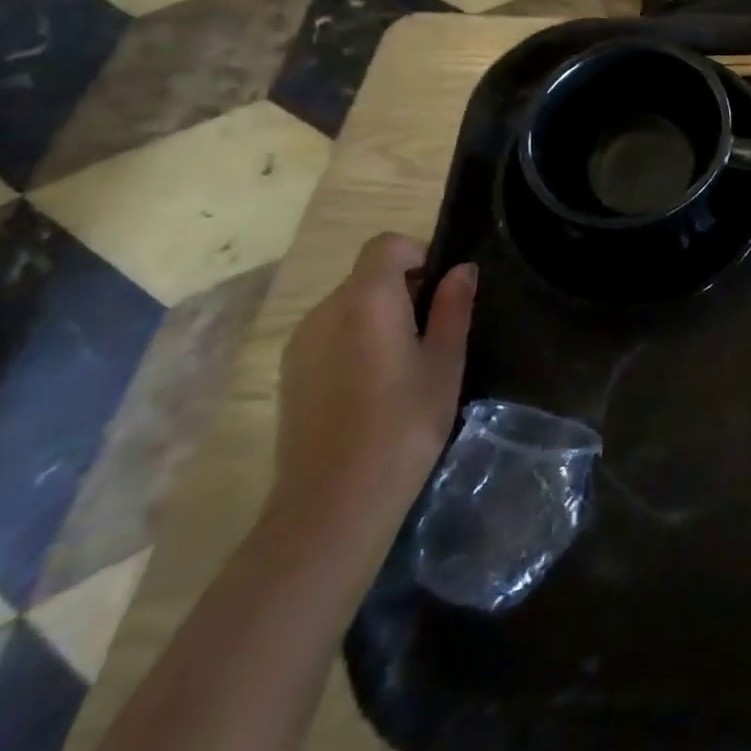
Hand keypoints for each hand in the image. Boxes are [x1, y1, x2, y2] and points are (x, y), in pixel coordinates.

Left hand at [270, 234, 476, 551]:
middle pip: (367, 275)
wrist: (332, 504)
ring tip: (403, 364)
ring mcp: (300, 344)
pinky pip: (329, 335)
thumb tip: (462, 270)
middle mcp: (325, 310)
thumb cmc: (403, 425)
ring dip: (378, 316)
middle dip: (402, 289)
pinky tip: (372, 388)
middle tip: (432, 333)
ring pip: (348, 306)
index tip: (440, 290)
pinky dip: (354, 341)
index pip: (387, 245)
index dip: (417, 254)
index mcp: (367, 299)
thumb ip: (454, 308)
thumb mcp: (445, 363)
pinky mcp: (288, 375)